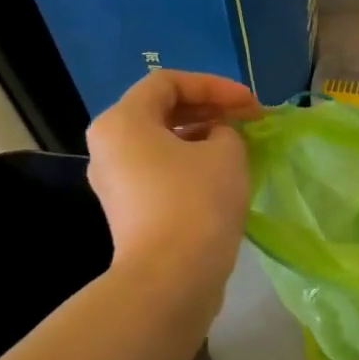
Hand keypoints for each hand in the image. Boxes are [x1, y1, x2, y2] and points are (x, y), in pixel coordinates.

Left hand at [86, 71, 262, 286]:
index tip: (250, 105)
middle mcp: (108, 147)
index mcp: (123, 122)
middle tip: (249, 120)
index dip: (215, 86)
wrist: (172, 277)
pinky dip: (190, 163)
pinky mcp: (129, 210)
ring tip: (239, 146)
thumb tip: (215, 138)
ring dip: (202, 137)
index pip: (169, 83)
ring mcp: (115, 182)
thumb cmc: (197, 201)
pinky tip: (222, 175)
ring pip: (161, 143)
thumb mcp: (226, 151)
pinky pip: (160, 171)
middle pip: (161, 111)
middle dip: (209, 109)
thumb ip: (225, 130)